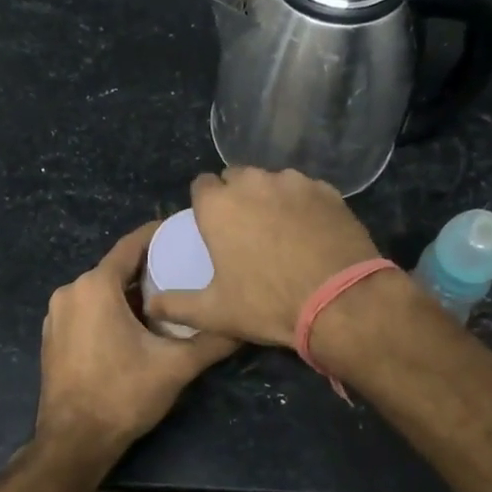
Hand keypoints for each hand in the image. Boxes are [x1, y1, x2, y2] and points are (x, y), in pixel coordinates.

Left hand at [35, 220, 237, 453]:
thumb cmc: (123, 394)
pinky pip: (87, 310)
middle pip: (117, 269)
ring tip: (169, 299)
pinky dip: (111, 310)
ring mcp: (56, 315)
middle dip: (150, 268)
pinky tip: (137, 327)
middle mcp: (71, 291)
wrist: (74, 442)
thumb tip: (246, 324)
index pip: (132, 245)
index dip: (160, 235)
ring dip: (131, 293)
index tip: (186, 232)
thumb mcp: (176, 366)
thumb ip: (213, 340)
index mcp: (95, 286)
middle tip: (187, 271)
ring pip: (102, 291)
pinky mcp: (53, 337)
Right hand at [146, 168, 380, 347]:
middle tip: (246, 231)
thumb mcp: (214, 313)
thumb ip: (176, 305)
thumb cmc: (268, 304)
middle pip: (237, 178)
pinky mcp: (328, 191)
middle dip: (237, 197)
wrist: (340, 301)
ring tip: (281, 231)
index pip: (201, 185)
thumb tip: (151, 304)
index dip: (205, 204)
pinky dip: (303, 205)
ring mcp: (295, 182)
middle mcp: (254, 183)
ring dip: (271, 198)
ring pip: (273, 181)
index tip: (212, 227)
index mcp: (219, 205)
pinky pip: (306, 190)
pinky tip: (311, 232)